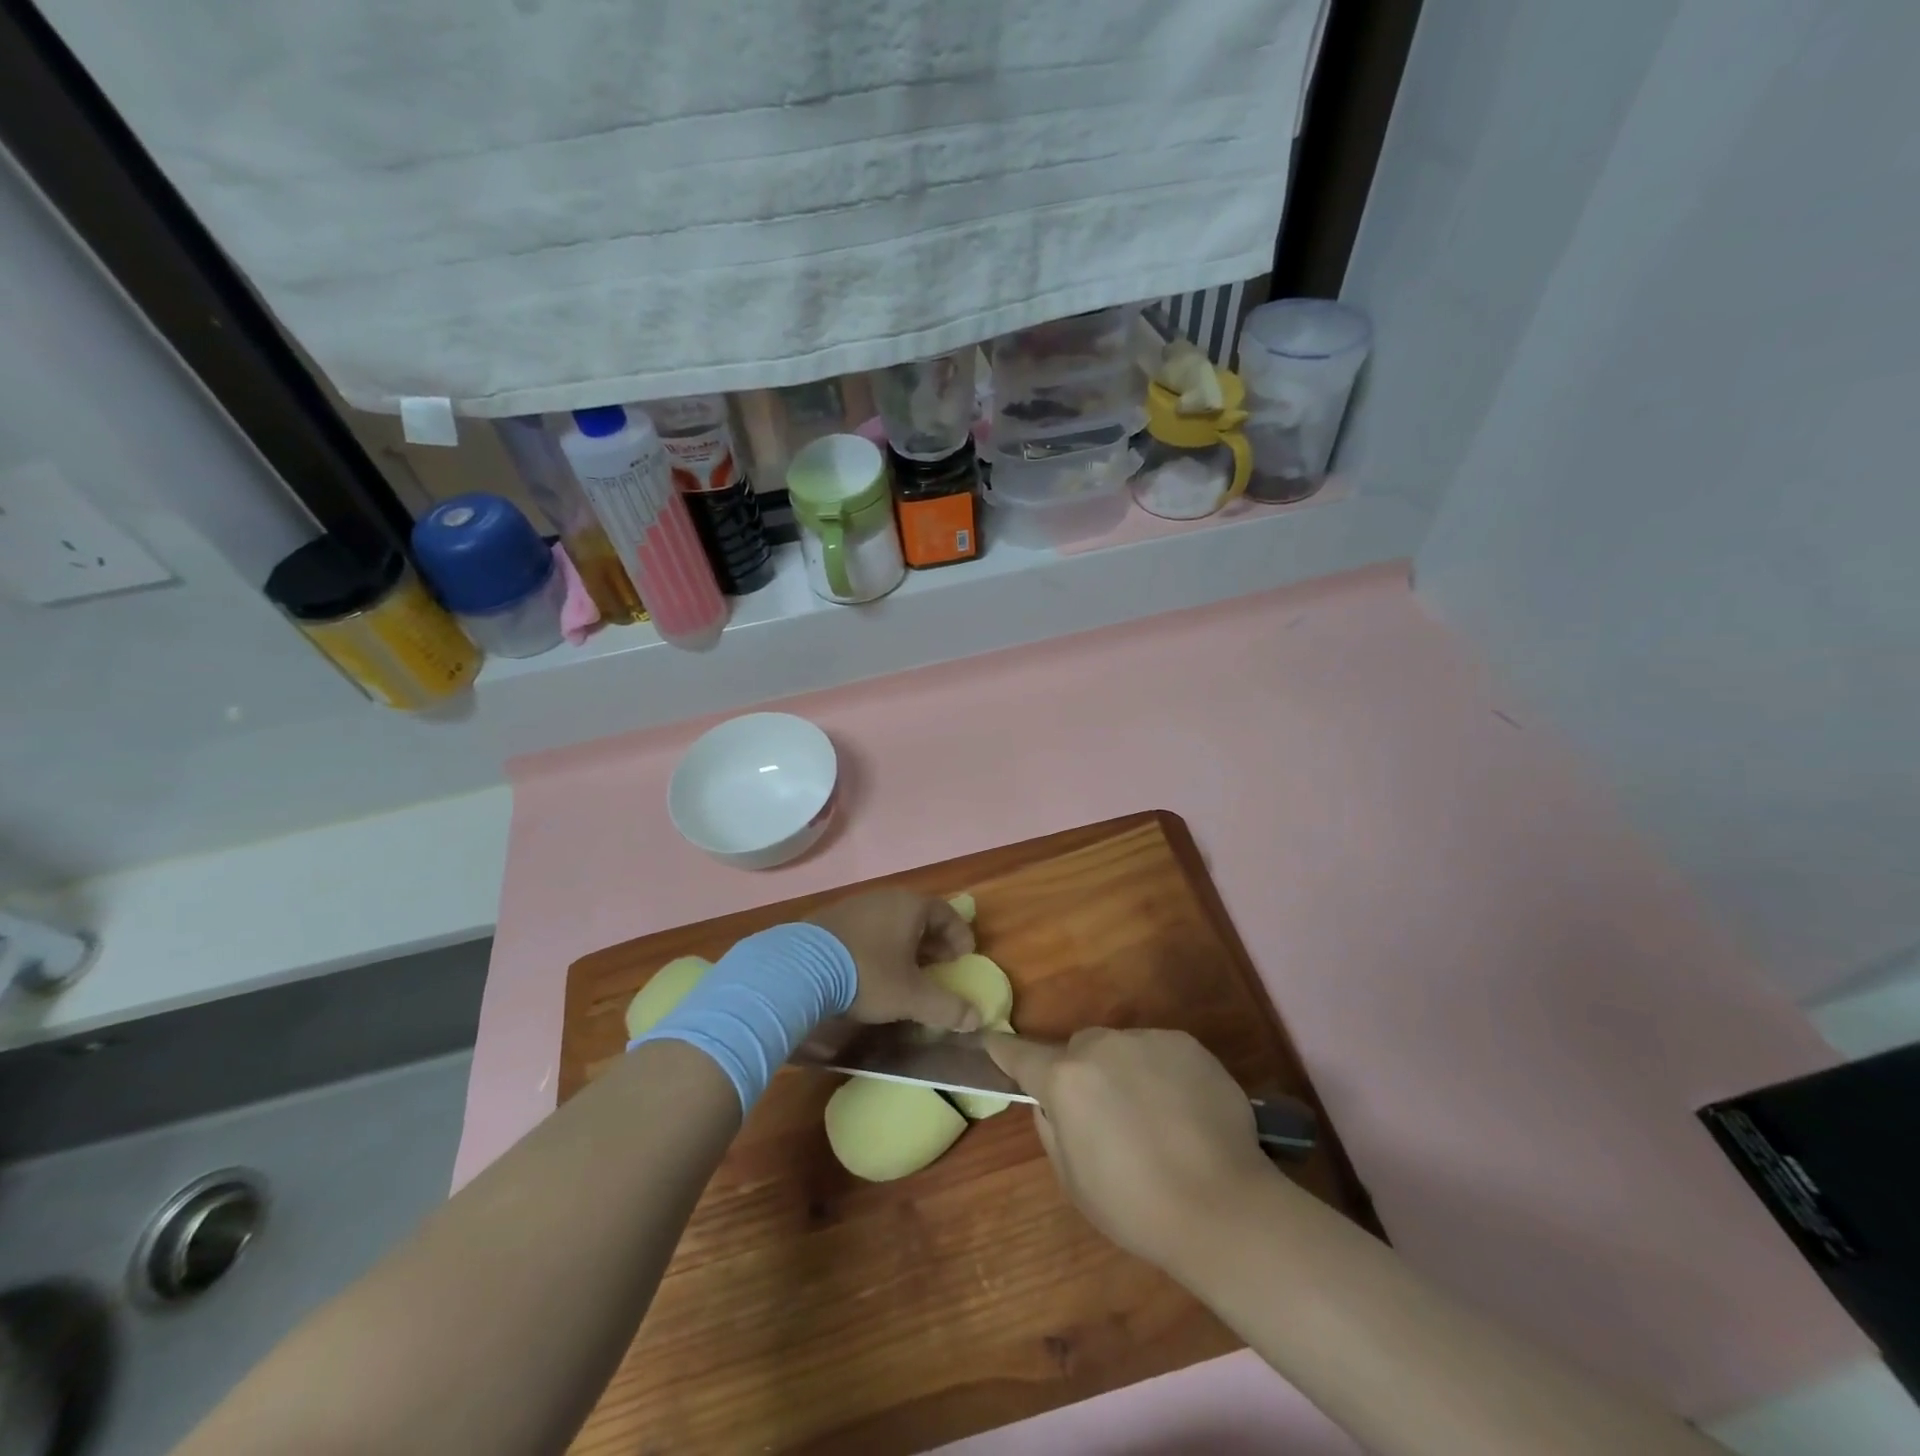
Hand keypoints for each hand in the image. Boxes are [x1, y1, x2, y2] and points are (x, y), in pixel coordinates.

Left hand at [809, 889, 980, 1032]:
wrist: (798, 969)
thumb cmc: (867, 975)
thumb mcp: (911, 997)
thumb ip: (946, 1007)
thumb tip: (976, 1018)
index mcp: (910, 906)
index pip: (946, 913)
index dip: (959, 936)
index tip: (965, 958)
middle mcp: (884, 897)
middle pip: (918, 916)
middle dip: (933, 942)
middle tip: (940, 967)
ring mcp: (853, 905)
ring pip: (890, 921)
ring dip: (904, 944)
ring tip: (906, 971)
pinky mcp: (828, 920)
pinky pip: (865, 928)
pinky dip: (878, 945)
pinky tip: (870, 969)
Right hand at [988, 1028, 1276, 1271]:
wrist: (1224, 1206)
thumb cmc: (1137, 1206)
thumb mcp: (1073, 1181)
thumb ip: (1052, 1128)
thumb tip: (1051, 1101)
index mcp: (1066, 1080)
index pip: (1022, 1056)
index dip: (1003, 1050)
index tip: (989, 1039)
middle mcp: (1101, 1046)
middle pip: (1079, 1049)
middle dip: (1083, 1073)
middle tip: (1107, 1118)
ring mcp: (1147, 1039)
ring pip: (1122, 1049)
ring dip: (1125, 1072)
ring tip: (1156, 1120)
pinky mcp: (1186, 1043)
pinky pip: (1159, 1052)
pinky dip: (1162, 1073)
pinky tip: (1184, 1112)